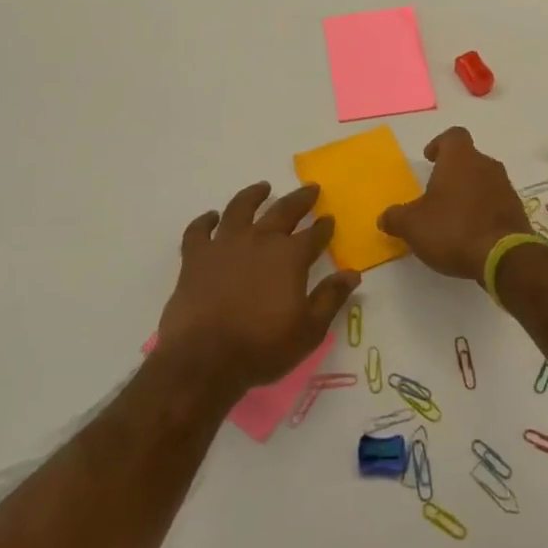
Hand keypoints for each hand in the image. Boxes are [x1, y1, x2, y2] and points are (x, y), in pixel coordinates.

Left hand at [155, 182, 360, 397]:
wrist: (204, 359)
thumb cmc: (262, 347)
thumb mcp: (309, 329)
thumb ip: (331, 297)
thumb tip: (352, 273)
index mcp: (290, 256)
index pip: (314, 234)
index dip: (324, 226)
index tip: (329, 218)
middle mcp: (260, 240)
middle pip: (283, 210)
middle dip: (300, 199)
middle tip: (310, 189)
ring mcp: (224, 244)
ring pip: (240, 208)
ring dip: (254, 195)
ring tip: (263, 187)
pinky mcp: (195, 257)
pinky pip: (199, 230)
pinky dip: (205, 221)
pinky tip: (211, 217)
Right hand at [378, 128, 528, 282]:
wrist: (503, 256)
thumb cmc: (452, 229)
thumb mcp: (412, 225)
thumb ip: (395, 217)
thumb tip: (385, 217)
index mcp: (460, 159)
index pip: (453, 136)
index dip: (440, 144)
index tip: (430, 159)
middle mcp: (486, 165)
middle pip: (469, 159)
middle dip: (453, 172)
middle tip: (436, 192)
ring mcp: (505, 187)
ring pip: (483, 180)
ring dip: (469, 192)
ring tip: (452, 215)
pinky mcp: (517, 210)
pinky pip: (495, 202)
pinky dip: (483, 210)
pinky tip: (471, 232)